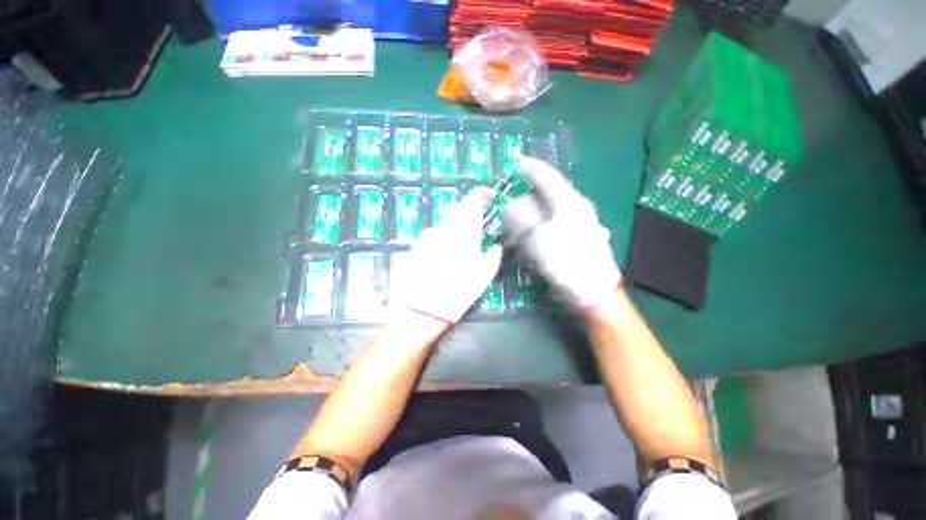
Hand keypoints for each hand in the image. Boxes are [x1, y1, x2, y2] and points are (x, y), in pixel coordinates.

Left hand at [394, 187, 502, 323]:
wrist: (427, 304)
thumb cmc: (461, 286)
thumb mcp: (486, 272)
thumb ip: (494, 254)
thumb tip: (495, 247)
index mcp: (465, 226)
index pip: (474, 198)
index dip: (483, 194)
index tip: (491, 197)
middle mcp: (446, 224)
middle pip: (460, 210)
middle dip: (471, 214)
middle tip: (480, 228)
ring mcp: (430, 233)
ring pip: (449, 222)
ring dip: (458, 227)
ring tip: (464, 246)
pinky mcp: (421, 243)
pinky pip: (438, 233)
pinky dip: (446, 237)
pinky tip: (448, 255)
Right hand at [503, 156, 620, 308]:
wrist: (595, 290)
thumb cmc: (566, 262)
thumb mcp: (538, 238)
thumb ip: (522, 218)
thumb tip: (510, 204)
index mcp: (569, 201)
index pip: (547, 176)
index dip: (530, 167)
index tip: (516, 161)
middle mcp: (576, 207)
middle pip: (547, 194)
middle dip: (526, 198)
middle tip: (509, 207)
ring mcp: (580, 222)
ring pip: (550, 210)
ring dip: (532, 215)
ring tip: (517, 227)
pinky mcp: (579, 236)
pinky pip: (555, 224)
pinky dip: (541, 226)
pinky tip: (532, 238)